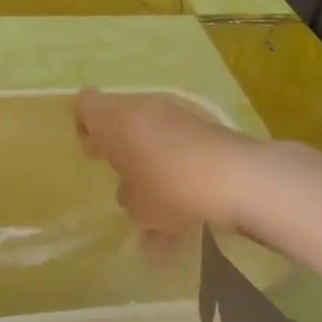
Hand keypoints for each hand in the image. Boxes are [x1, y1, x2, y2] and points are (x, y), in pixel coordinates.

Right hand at [73, 88, 254, 234]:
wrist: (237, 177)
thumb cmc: (169, 188)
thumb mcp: (136, 206)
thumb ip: (127, 194)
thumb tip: (132, 188)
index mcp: (116, 120)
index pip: (86, 104)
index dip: (85, 126)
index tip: (93, 152)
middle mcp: (145, 108)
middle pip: (122, 118)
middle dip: (121, 147)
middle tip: (122, 177)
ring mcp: (179, 115)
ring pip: (154, 137)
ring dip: (152, 166)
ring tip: (159, 215)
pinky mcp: (207, 127)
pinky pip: (181, 149)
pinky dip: (178, 173)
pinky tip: (187, 217)